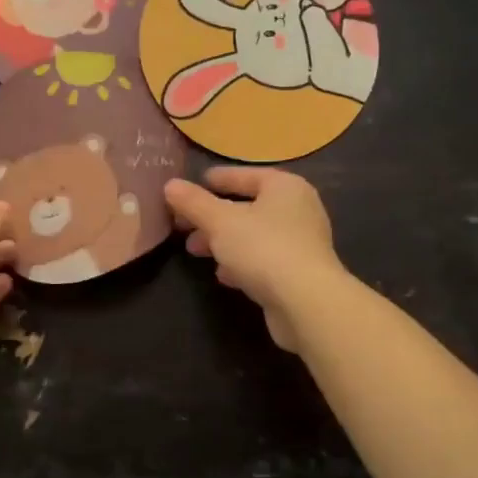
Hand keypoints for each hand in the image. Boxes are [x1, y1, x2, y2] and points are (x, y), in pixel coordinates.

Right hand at [163, 168, 345, 351]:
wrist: (306, 302)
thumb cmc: (263, 248)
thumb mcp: (220, 221)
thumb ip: (194, 203)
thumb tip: (170, 185)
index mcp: (285, 187)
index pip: (245, 175)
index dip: (216, 179)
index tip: (191, 186)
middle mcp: (298, 210)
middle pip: (248, 207)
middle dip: (212, 217)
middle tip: (183, 226)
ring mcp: (301, 244)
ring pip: (253, 236)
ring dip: (223, 242)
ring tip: (195, 251)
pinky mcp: (299, 274)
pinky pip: (263, 261)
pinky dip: (241, 264)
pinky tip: (223, 275)